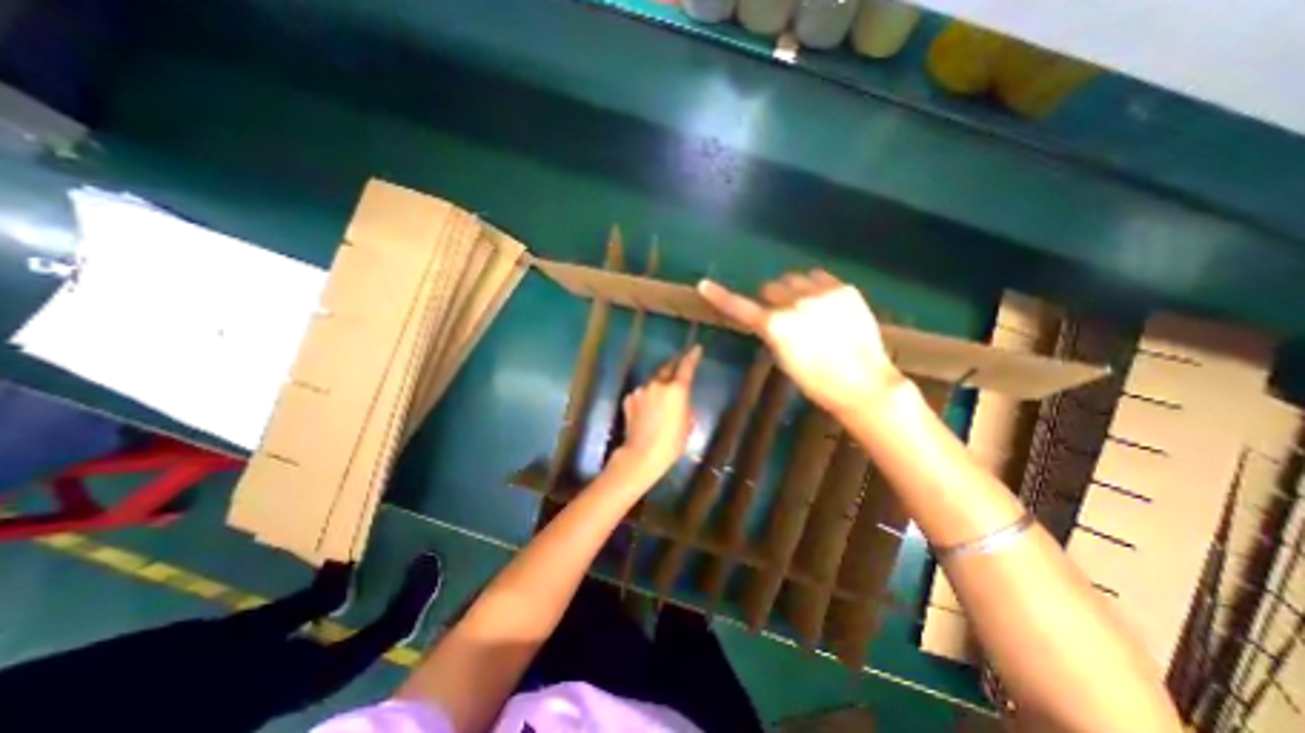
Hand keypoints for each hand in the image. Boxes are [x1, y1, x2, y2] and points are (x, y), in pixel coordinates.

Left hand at [616, 344, 703, 480]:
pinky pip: (642, 393)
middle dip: (674, 366)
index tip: (696, 348)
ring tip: (661, 399)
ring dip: (658, 385)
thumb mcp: (688, 424)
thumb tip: (680, 400)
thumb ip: (685, 405)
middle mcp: (658, 384)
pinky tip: (647, 409)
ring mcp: (641, 390)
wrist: (642, 455)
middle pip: (667, 368)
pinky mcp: (629, 398)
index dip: (692, 356)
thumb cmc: (672, 443)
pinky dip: (647, 396)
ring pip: (653, 382)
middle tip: (679, 367)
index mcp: (677, 390)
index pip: (686, 366)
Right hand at [698, 272, 904, 414]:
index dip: (720, 297)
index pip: (740, 307)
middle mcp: (795, 302)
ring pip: (794, 279)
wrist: (862, 382)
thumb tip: (770, 317)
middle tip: (784, 316)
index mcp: (776, 325)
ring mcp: (821, 293)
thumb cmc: (815, 381)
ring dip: (794, 291)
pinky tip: (826, 305)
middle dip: (772, 299)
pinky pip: (819, 277)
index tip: (704, 285)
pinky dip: (815, 288)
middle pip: (770, 287)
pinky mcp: (843, 289)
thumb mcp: (783, 358)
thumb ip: (772, 332)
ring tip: (809, 310)